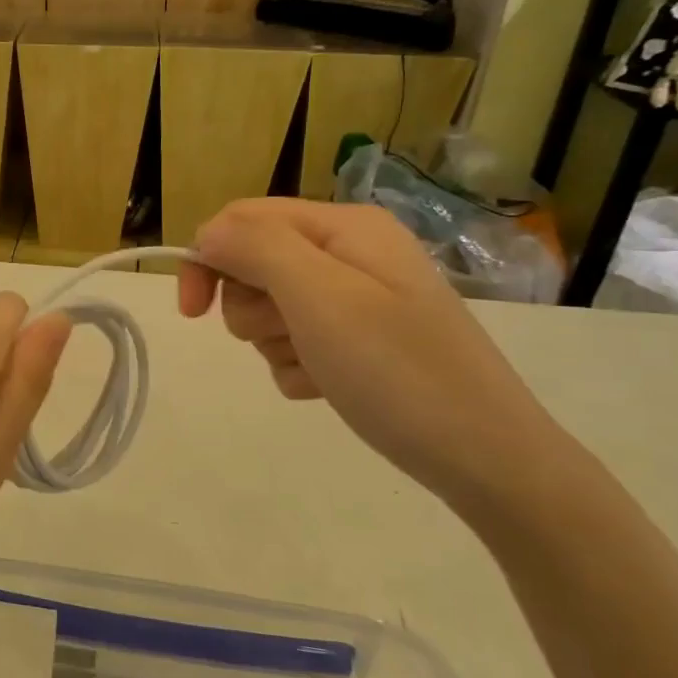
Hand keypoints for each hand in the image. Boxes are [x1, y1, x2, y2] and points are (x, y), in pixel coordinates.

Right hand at [178, 199, 573, 508]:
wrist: (485, 458)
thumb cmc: (397, 370)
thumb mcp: (320, 297)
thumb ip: (256, 249)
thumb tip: (208, 234)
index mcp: (344, 226)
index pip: (243, 219)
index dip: (208, 258)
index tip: (192, 312)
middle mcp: (349, 253)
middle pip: (254, 263)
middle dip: (251, 306)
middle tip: (288, 336)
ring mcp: (356, 299)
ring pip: (269, 307)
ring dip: (273, 341)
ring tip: (315, 366)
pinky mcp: (358, 342)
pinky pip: (294, 343)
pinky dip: (295, 366)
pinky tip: (326, 386)